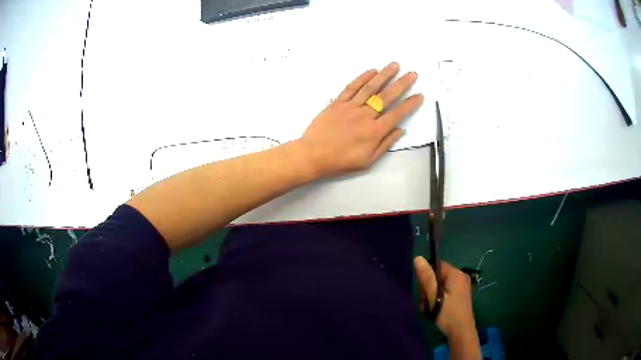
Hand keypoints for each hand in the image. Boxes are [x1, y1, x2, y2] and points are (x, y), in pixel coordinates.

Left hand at [297, 62, 423, 178]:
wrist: (313, 155)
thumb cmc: (341, 161)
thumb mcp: (367, 160)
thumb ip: (385, 144)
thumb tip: (401, 130)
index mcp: (374, 132)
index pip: (397, 114)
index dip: (410, 104)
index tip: (420, 95)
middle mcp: (365, 115)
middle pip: (387, 96)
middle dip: (402, 84)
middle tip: (412, 73)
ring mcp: (350, 106)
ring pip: (370, 87)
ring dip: (384, 75)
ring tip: (395, 65)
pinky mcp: (337, 102)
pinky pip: (352, 87)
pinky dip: (362, 78)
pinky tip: (372, 71)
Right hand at [414, 257, 476, 338]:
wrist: (461, 331)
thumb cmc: (447, 313)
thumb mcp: (434, 296)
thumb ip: (427, 278)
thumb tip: (418, 258)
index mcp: (456, 274)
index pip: (437, 265)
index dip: (427, 276)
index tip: (422, 291)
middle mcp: (460, 276)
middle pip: (438, 275)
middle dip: (428, 288)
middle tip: (425, 302)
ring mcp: (461, 286)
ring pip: (440, 285)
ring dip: (431, 295)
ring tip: (428, 309)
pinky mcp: (460, 295)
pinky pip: (445, 291)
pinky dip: (438, 298)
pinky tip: (434, 309)